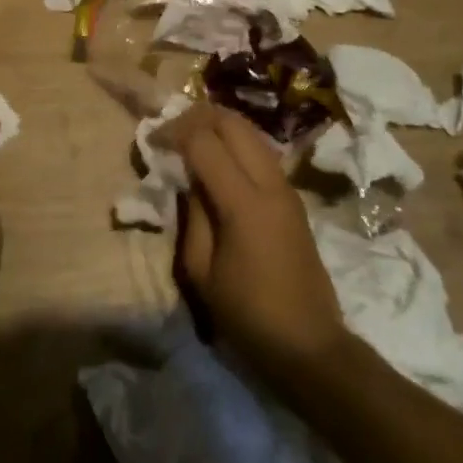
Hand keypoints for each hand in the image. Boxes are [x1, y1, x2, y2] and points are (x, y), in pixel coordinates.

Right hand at [164, 104, 352, 388]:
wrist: (310, 345)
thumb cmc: (249, 315)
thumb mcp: (202, 272)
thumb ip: (192, 216)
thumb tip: (186, 179)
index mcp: (244, 203)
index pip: (204, 142)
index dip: (174, 132)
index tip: (152, 139)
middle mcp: (269, 183)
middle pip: (232, 122)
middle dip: (196, 117)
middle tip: (170, 130)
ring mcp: (286, 186)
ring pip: (250, 130)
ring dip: (218, 124)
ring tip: (190, 137)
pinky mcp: (292, 195)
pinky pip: (260, 149)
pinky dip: (235, 140)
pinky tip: (217, 156)